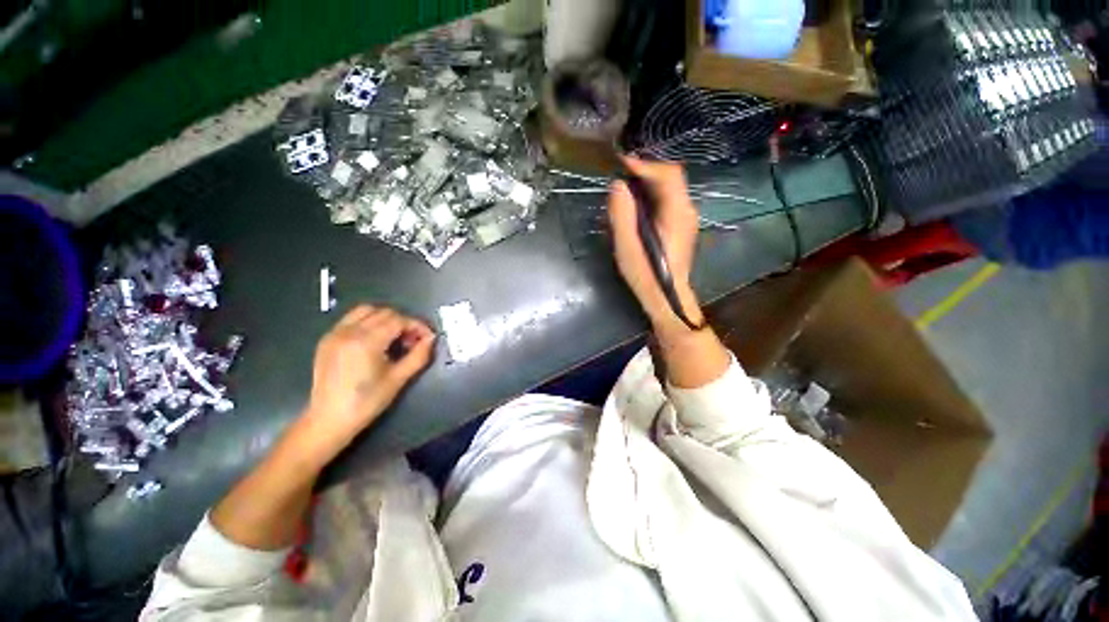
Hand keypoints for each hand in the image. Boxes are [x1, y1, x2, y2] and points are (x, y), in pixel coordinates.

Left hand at [302, 306, 435, 451]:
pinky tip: (375, 340)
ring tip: (394, 337)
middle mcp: (349, 331)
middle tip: (413, 340)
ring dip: (385, 318)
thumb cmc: (367, 402)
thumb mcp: (398, 379)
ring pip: (366, 310)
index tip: (428, 337)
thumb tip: (431, 338)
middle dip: (403, 322)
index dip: (417, 325)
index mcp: (366, 342)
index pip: (399, 320)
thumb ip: (419, 355)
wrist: (329, 420)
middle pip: (384, 312)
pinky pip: (351, 319)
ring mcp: (335, 334)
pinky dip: (368, 322)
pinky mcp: (327, 339)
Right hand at [607, 157, 703, 337]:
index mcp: (677, 213)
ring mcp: (686, 218)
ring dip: (647, 182)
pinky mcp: (681, 225)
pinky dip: (650, 194)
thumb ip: (622, 215)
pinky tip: (636, 203)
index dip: (645, 165)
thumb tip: (617, 185)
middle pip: (670, 178)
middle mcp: (687, 210)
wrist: (667, 297)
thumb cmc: (646, 275)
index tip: (621, 163)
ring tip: (624, 186)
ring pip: (668, 188)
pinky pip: (667, 200)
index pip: (668, 175)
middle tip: (619, 173)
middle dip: (644, 171)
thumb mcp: (627, 247)